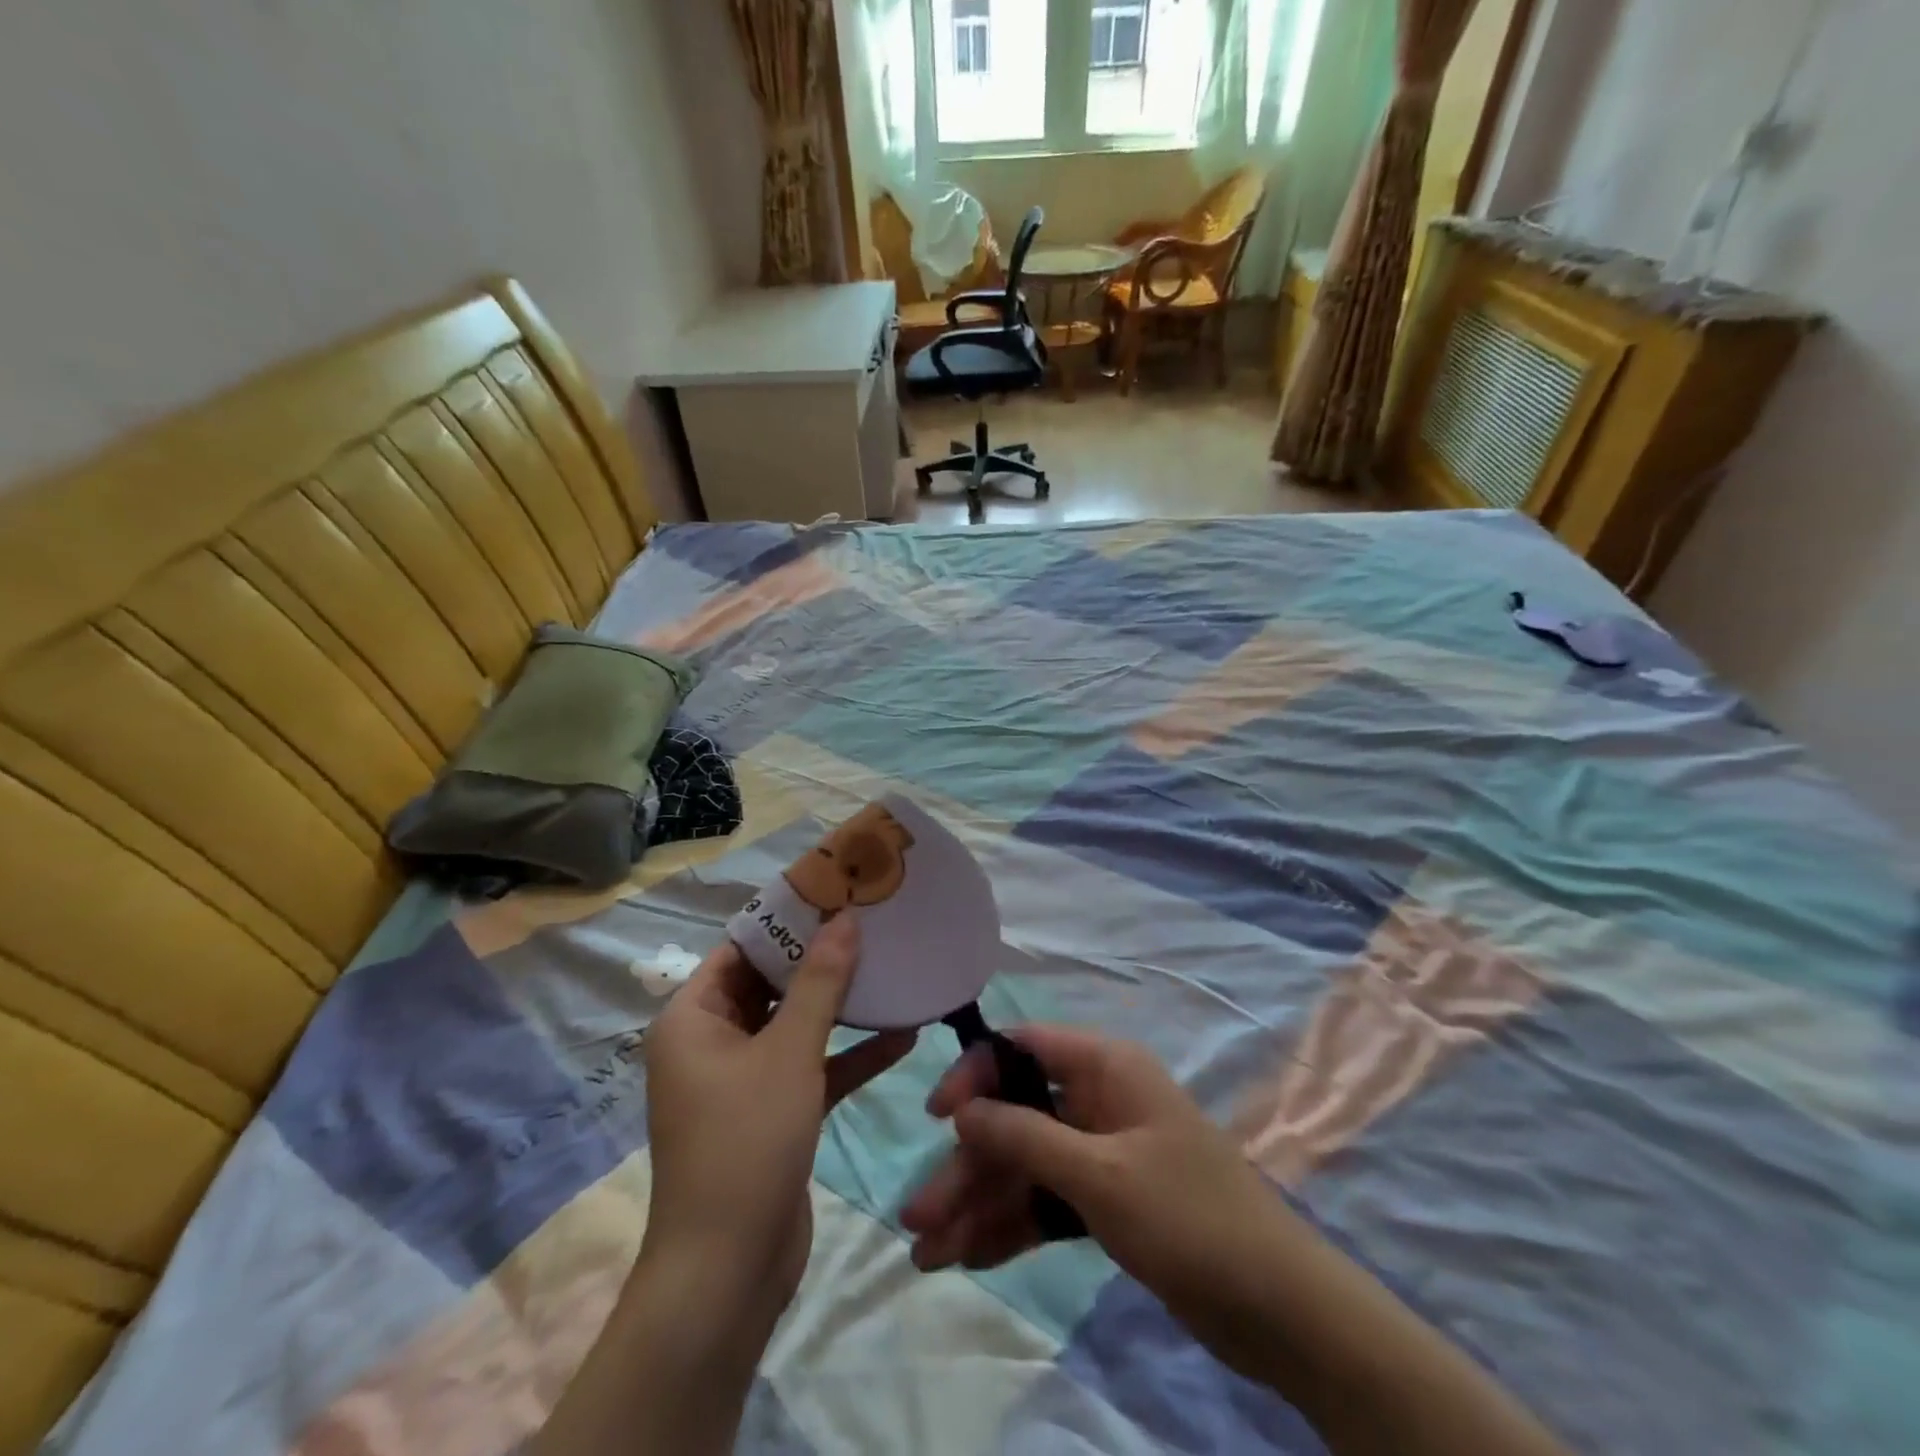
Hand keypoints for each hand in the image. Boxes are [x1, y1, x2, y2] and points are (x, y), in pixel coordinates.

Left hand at [641, 916, 915, 1323]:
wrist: (729, 1272)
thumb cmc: (746, 1142)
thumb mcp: (788, 1052)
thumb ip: (821, 982)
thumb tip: (845, 918)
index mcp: (693, 1018)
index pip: (740, 948)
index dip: (786, 920)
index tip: (835, 892)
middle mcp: (712, 1042)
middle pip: (771, 983)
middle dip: (821, 958)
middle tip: (872, 923)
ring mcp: (742, 1080)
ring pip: (795, 1025)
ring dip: (841, 1005)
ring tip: (892, 968)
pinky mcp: (772, 1113)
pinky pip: (811, 1068)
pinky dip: (848, 1053)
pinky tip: (903, 1035)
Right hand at [901, 1027, 1276, 1315]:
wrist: (1281, 1310)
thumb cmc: (1190, 1218)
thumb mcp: (1100, 1175)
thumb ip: (1026, 1137)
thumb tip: (962, 1108)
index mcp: (1104, 1067)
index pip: (1023, 1048)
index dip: (975, 1074)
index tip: (937, 1117)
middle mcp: (1098, 1099)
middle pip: (1016, 1118)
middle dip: (968, 1166)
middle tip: (918, 1218)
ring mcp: (1101, 1152)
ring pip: (1026, 1166)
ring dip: (979, 1204)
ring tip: (929, 1254)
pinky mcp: (1106, 1200)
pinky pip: (1047, 1201)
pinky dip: (1012, 1226)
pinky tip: (970, 1258)